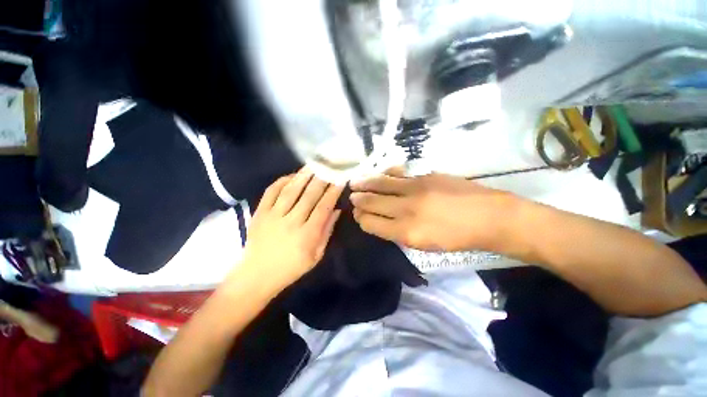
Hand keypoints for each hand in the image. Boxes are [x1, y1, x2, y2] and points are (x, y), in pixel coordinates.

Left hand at [238, 167, 342, 290]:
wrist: (256, 275)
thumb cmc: (291, 268)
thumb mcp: (316, 255)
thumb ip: (327, 231)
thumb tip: (336, 210)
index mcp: (307, 235)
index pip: (323, 207)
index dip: (333, 192)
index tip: (340, 179)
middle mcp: (291, 222)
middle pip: (309, 195)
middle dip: (321, 179)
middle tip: (329, 166)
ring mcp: (273, 216)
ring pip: (291, 190)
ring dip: (303, 176)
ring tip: (313, 165)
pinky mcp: (259, 213)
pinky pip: (271, 192)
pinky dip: (281, 181)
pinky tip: (292, 175)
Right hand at [350, 168, 512, 251]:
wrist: (489, 217)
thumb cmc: (457, 238)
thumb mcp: (425, 245)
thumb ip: (399, 232)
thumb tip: (381, 220)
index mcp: (406, 232)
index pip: (372, 223)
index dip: (362, 219)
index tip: (358, 215)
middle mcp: (406, 209)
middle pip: (373, 202)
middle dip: (359, 200)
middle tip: (352, 197)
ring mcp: (416, 188)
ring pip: (382, 184)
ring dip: (366, 183)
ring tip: (355, 182)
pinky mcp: (426, 176)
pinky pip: (398, 174)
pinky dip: (386, 174)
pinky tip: (380, 174)